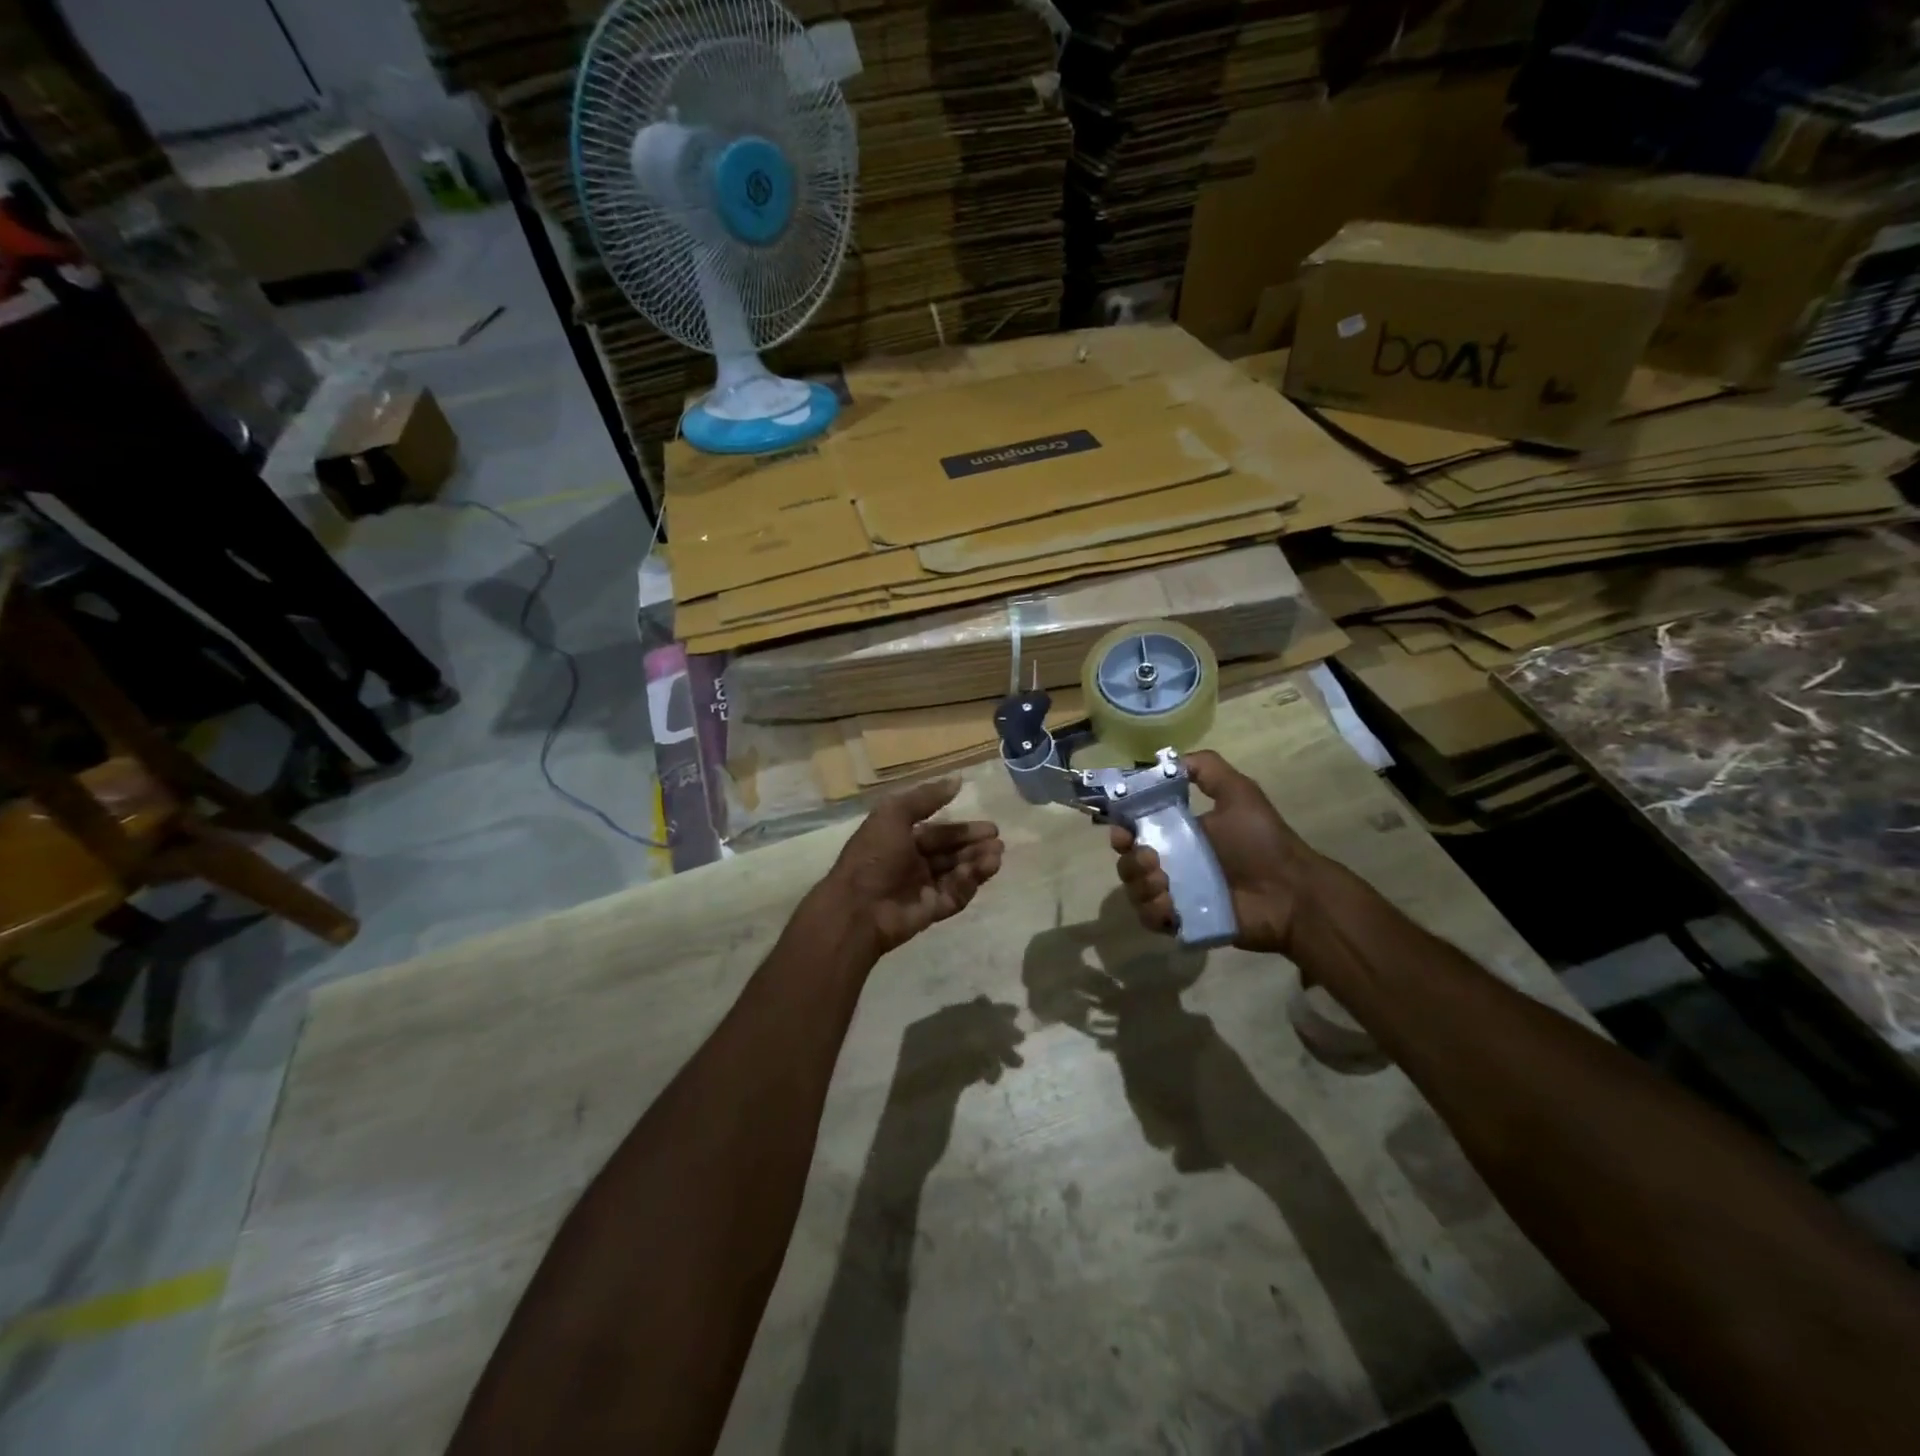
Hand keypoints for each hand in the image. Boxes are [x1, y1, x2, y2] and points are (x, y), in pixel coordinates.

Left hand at [820, 778, 1004, 955]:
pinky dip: (969, 882)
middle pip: (951, 853)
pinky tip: (983, 869)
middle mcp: (912, 863)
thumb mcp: (893, 815)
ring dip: (977, 862)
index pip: (938, 833)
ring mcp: (922, 889)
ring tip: (997, 854)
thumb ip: (926, 797)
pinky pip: (955, 894)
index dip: (962, 829)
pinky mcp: (931, 911)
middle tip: (997, 840)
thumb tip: (957, 779)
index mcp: (900, 840)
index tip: (989, 826)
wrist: (857, 908)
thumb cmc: (873, 856)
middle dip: (974, 846)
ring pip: (957, 873)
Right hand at [1108, 750, 1317, 954]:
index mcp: (1178, 833)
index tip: (1124, 831)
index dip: (1122, 829)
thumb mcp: (1240, 793)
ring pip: (1134, 891)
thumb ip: (1208, 768)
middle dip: (1130, 860)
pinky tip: (1171, 906)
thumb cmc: (1262, 842)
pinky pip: (1149, 919)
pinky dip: (1152, 911)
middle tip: (1152, 860)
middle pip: (1128, 862)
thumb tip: (1169, 760)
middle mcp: (1171, 863)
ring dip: (1140, 885)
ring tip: (1165, 883)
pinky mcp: (1182, 923)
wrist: (1290, 893)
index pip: (1134, 830)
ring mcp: (1175, 895)